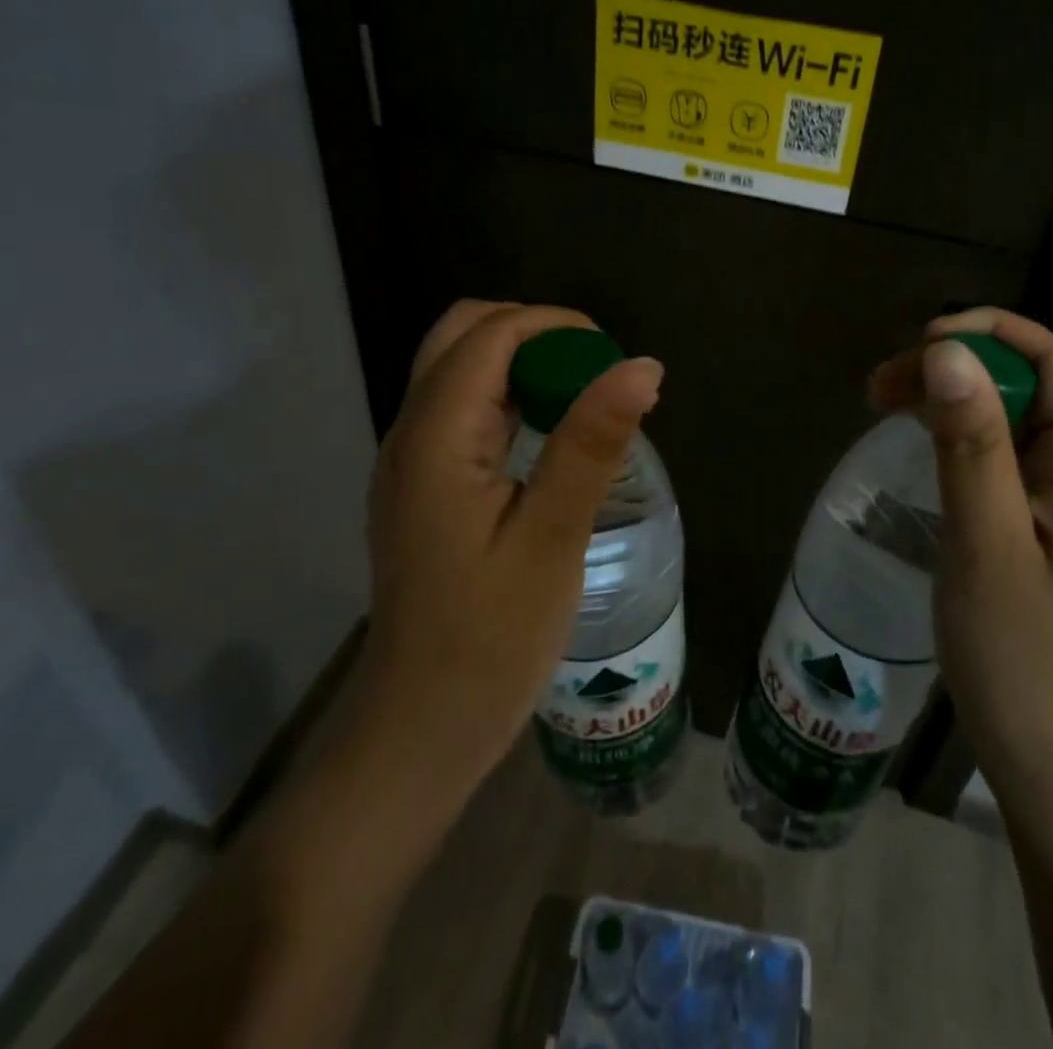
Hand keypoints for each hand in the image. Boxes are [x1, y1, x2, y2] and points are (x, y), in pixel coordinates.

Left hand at [359, 300, 663, 787]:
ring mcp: (412, 461)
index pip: (489, 335)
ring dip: (523, 364)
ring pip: (461, 371)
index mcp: (435, 436)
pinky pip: (464, 412)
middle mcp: (411, 433)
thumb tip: (641, 365)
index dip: (555, 327)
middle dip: (533, 334)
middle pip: (462, 337)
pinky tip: (553, 435)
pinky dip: (511, 399)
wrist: (424, 726)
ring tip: (586, 398)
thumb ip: (592, 442)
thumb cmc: (492, 638)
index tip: (614, 359)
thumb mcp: (552, 536)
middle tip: (595, 372)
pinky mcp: (425, 486)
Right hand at [870, 308, 1052, 801]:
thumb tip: (947, 351)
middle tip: (880, 388)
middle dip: (958, 369)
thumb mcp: (984, 542)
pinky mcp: (1049, 525)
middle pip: (1031, 386)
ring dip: (953, 401)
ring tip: (885, 405)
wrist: (1049, 759)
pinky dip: (962, 437)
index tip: (919, 343)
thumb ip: (971, 443)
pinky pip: (1008, 456)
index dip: (990, 335)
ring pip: (1014, 419)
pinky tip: (922, 445)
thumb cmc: (1018, 656)